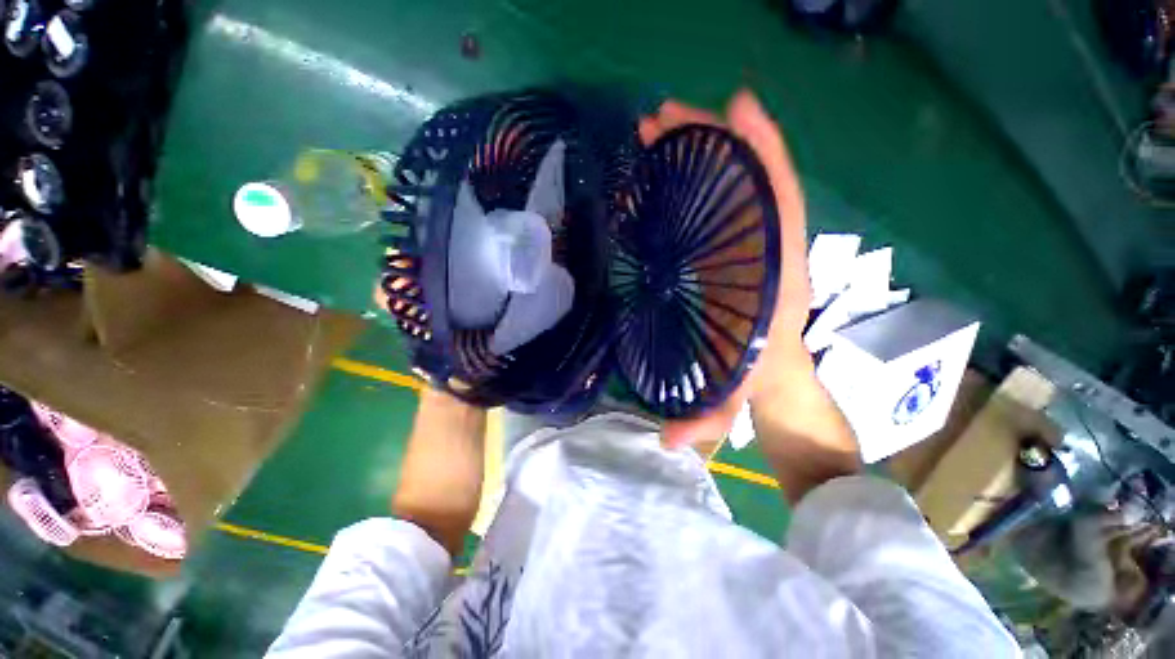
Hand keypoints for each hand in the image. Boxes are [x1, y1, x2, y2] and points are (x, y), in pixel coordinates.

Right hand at [642, 91, 814, 448]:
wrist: (773, 377)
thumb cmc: (756, 379)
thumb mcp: (734, 400)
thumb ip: (707, 420)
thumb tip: (669, 439)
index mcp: (775, 278)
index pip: (780, 204)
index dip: (763, 154)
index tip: (735, 110)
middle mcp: (766, 251)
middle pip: (748, 183)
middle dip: (711, 143)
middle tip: (664, 121)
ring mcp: (748, 245)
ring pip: (733, 185)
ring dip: (698, 152)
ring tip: (658, 131)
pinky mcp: (732, 248)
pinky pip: (722, 202)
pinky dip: (701, 174)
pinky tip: (670, 163)